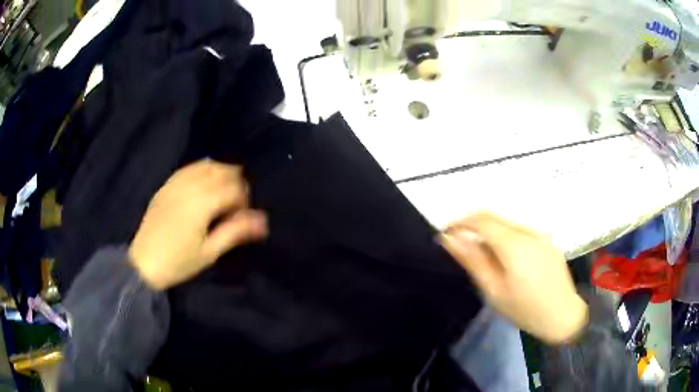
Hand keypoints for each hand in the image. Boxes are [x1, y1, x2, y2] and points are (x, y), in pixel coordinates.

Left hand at [129, 160, 267, 290]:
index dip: (244, 201)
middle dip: (235, 184)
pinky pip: (189, 168)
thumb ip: (235, 232)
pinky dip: (203, 169)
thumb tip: (263, 221)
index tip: (243, 217)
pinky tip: (205, 181)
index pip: (234, 189)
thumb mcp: (209, 252)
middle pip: (222, 171)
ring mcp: (176, 183)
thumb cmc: (178, 262)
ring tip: (223, 193)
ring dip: (221, 174)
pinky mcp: (167, 185)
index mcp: (202, 203)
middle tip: (235, 206)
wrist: (143, 263)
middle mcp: (190, 186)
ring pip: (206, 165)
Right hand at [440, 212, 586, 343]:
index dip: (460, 222)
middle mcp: (527, 230)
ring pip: (507, 223)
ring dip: (490, 232)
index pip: (481, 219)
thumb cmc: (524, 308)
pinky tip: (506, 259)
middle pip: (494, 217)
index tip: (446, 234)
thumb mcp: (494, 290)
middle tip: (461, 247)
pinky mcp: (547, 240)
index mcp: (513, 243)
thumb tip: (450, 238)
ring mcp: (540, 234)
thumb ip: (473, 260)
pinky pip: (520, 231)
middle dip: (473, 226)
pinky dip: (505, 237)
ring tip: (483, 256)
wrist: (562, 315)